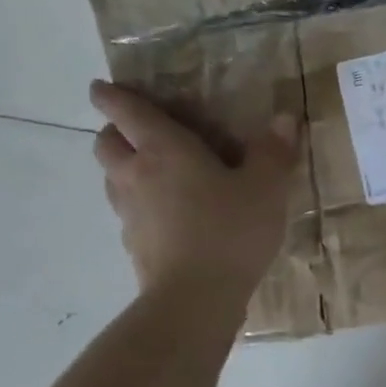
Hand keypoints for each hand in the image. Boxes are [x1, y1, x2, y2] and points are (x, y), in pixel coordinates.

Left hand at [90, 80, 298, 297]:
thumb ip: (273, 150)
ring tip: (155, 168)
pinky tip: (169, 211)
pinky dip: (139, 200)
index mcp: (164, 151)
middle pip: (106, 144)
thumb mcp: (266, 186)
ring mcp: (130, 214)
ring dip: (124, 165)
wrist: (196, 299)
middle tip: (139, 129)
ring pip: (111, 178)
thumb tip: (285, 118)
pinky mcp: (134, 245)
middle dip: (114, 130)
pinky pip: (128, 210)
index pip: (128, 113)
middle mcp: (136, 176)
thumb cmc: (230, 229)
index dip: (111, 96)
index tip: (100, 87)